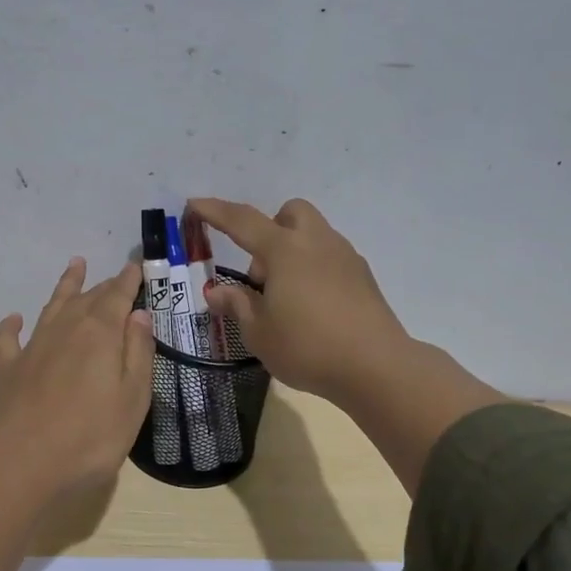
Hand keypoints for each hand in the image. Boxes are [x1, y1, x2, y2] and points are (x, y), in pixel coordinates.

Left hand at [0, 257, 156, 499]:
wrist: (27, 464)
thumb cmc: (93, 436)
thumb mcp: (133, 397)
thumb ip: (138, 352)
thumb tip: (137, 314)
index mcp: (100, 333)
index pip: (118, 296)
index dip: (129, 279)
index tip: (137, 264)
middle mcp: (65, 330)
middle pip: (87, 298)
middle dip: (104, 285)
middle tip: (115, 276)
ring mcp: (33, 348)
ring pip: (52, 307)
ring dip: (65, 286)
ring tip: (74, 266)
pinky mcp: (8, 369)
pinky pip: (8, 338)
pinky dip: (12, 325)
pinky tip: (15, 319)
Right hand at [185, 197, 504, 491]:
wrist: (375, 366)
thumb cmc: (307, 347)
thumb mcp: (259, 332)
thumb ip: (237, 305)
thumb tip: (217, 291)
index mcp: (284, 250)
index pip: (242, 221)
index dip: (215, 211)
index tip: (195, 204)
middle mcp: (316, 243)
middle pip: (290, 214)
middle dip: (269, 230)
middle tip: (260, 273)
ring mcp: (345, 257)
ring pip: (313, 235)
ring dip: (292, 252)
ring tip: (284, 298)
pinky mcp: (363, 277)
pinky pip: (330, 257)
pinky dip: (313, 269)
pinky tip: (311, 307)